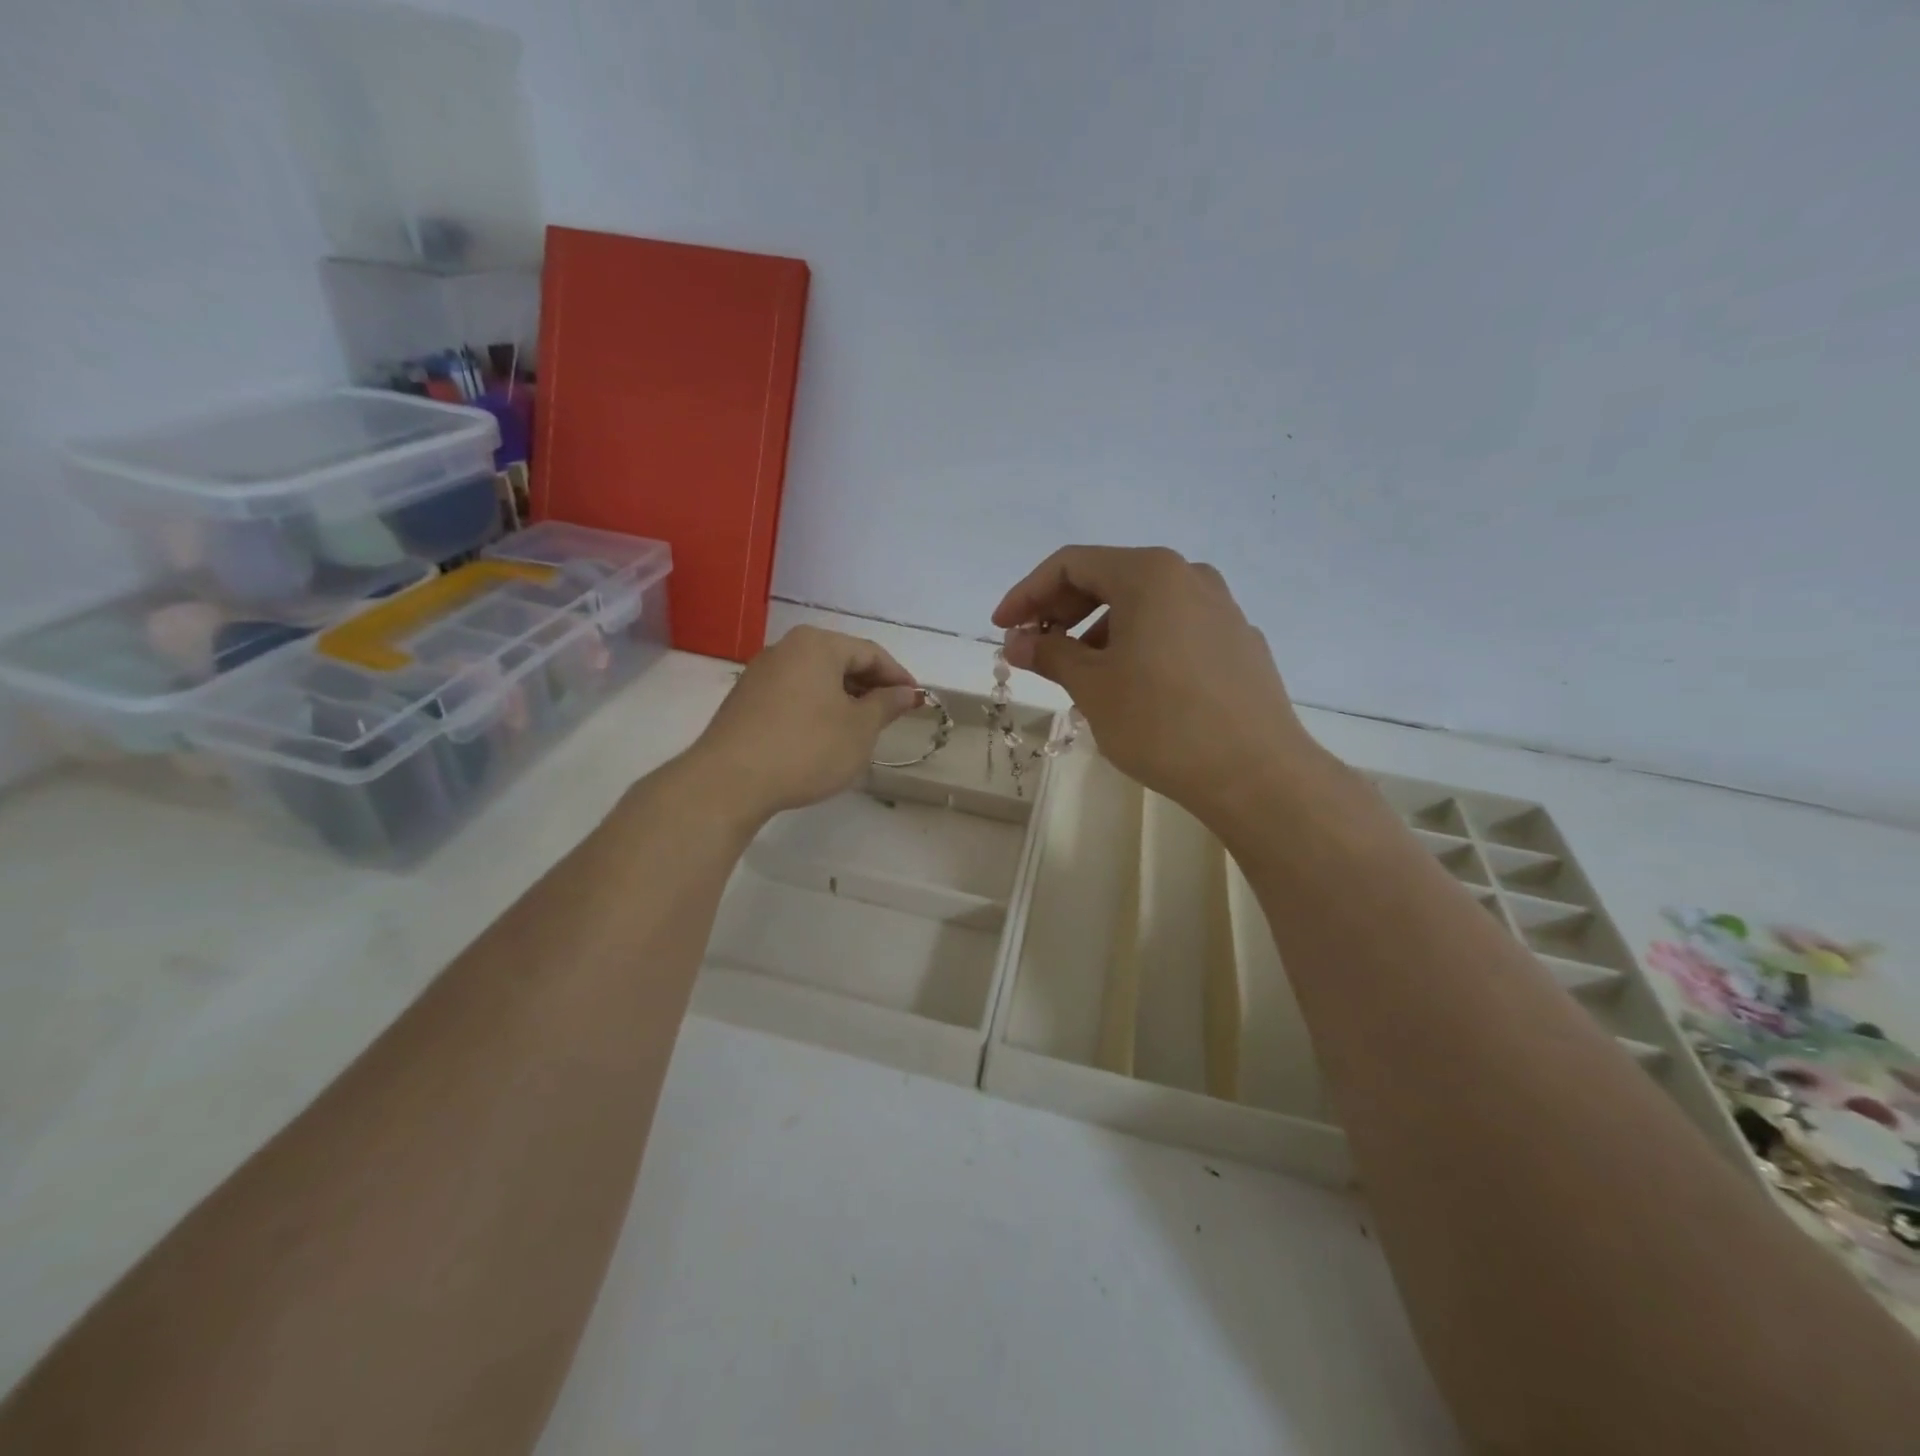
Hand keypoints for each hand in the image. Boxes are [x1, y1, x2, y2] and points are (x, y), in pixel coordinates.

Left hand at [687, 625, 921, 824]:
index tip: (916, 700)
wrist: (730, 780)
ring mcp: (761, 672)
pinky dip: (817, 707)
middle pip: (840, 660)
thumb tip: (905, 692)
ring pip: (815, 678)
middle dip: (870, 686)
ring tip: (861, 727)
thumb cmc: (807, 748)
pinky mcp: (745, 699)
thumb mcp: (860, 729)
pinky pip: (793, 693)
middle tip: (891, 714)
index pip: (870, 652)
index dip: (897, 676)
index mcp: (818, 644)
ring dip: (843, 698)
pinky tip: (824, 734)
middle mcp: (786, 648)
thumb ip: (886, 705)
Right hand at [993, 546, 1329, 824]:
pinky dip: (1138, 644)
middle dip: (1062, 612)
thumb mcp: (1092, 686)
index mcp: (1150, 574)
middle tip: (1034, 649)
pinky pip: (1173, 629)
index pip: (1071, 564)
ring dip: (1099, 631)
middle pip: (1109, 578)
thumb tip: (1017, 643)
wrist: (1256, 774)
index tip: (1002, 628)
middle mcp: (1190, 577)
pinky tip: (1130, 685)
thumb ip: (1049, 654)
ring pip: (1143, 606)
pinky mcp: (1238, 643)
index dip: (1027, 593)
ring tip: (1079, 675)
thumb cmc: (1161, 722)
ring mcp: (1221, 609)